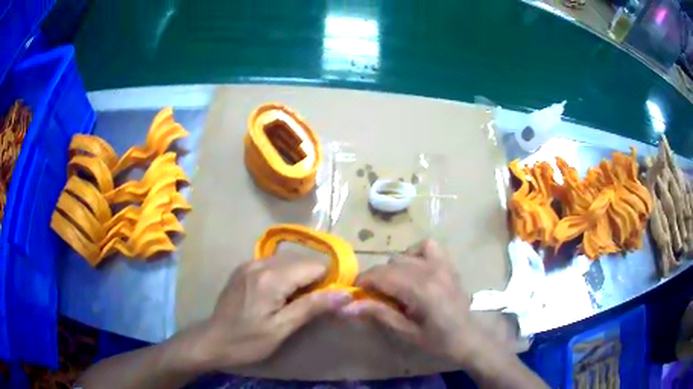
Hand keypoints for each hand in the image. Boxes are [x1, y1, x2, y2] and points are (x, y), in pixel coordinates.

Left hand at [194, 255, 352, 368]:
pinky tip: (278, 294)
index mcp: (271, 278)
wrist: (213, 340)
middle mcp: (259, 263)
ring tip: (295, 300)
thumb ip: (312, 307)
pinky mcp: (242, 268)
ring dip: (298, 276)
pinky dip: (283, 274)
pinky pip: (272, 263)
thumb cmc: (249, 340)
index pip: (313, 265)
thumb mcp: (282, 328)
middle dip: (313, 278)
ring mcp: (248, 263)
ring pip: (287, 260)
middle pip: (301, 260)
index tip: (329, 299)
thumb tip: (345, 294)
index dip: (327, 280)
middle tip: (312, 303)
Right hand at [340, 240, 483, 364]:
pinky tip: (413, 268)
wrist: (468, 337)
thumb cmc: (438, 341)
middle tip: (374, 297)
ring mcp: (442, 264)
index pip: (382, 276)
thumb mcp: (406, 332)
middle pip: (391, 264)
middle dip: (376, 278)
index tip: (355, 293)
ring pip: (405, 254)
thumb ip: (379, 313)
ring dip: (393, 268)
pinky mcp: (449, 264)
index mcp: (422, 290)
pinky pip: (427, 246)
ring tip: (395, 286)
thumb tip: (347, 307)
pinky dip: (414, 253)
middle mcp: (431, 271)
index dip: (363, 281)